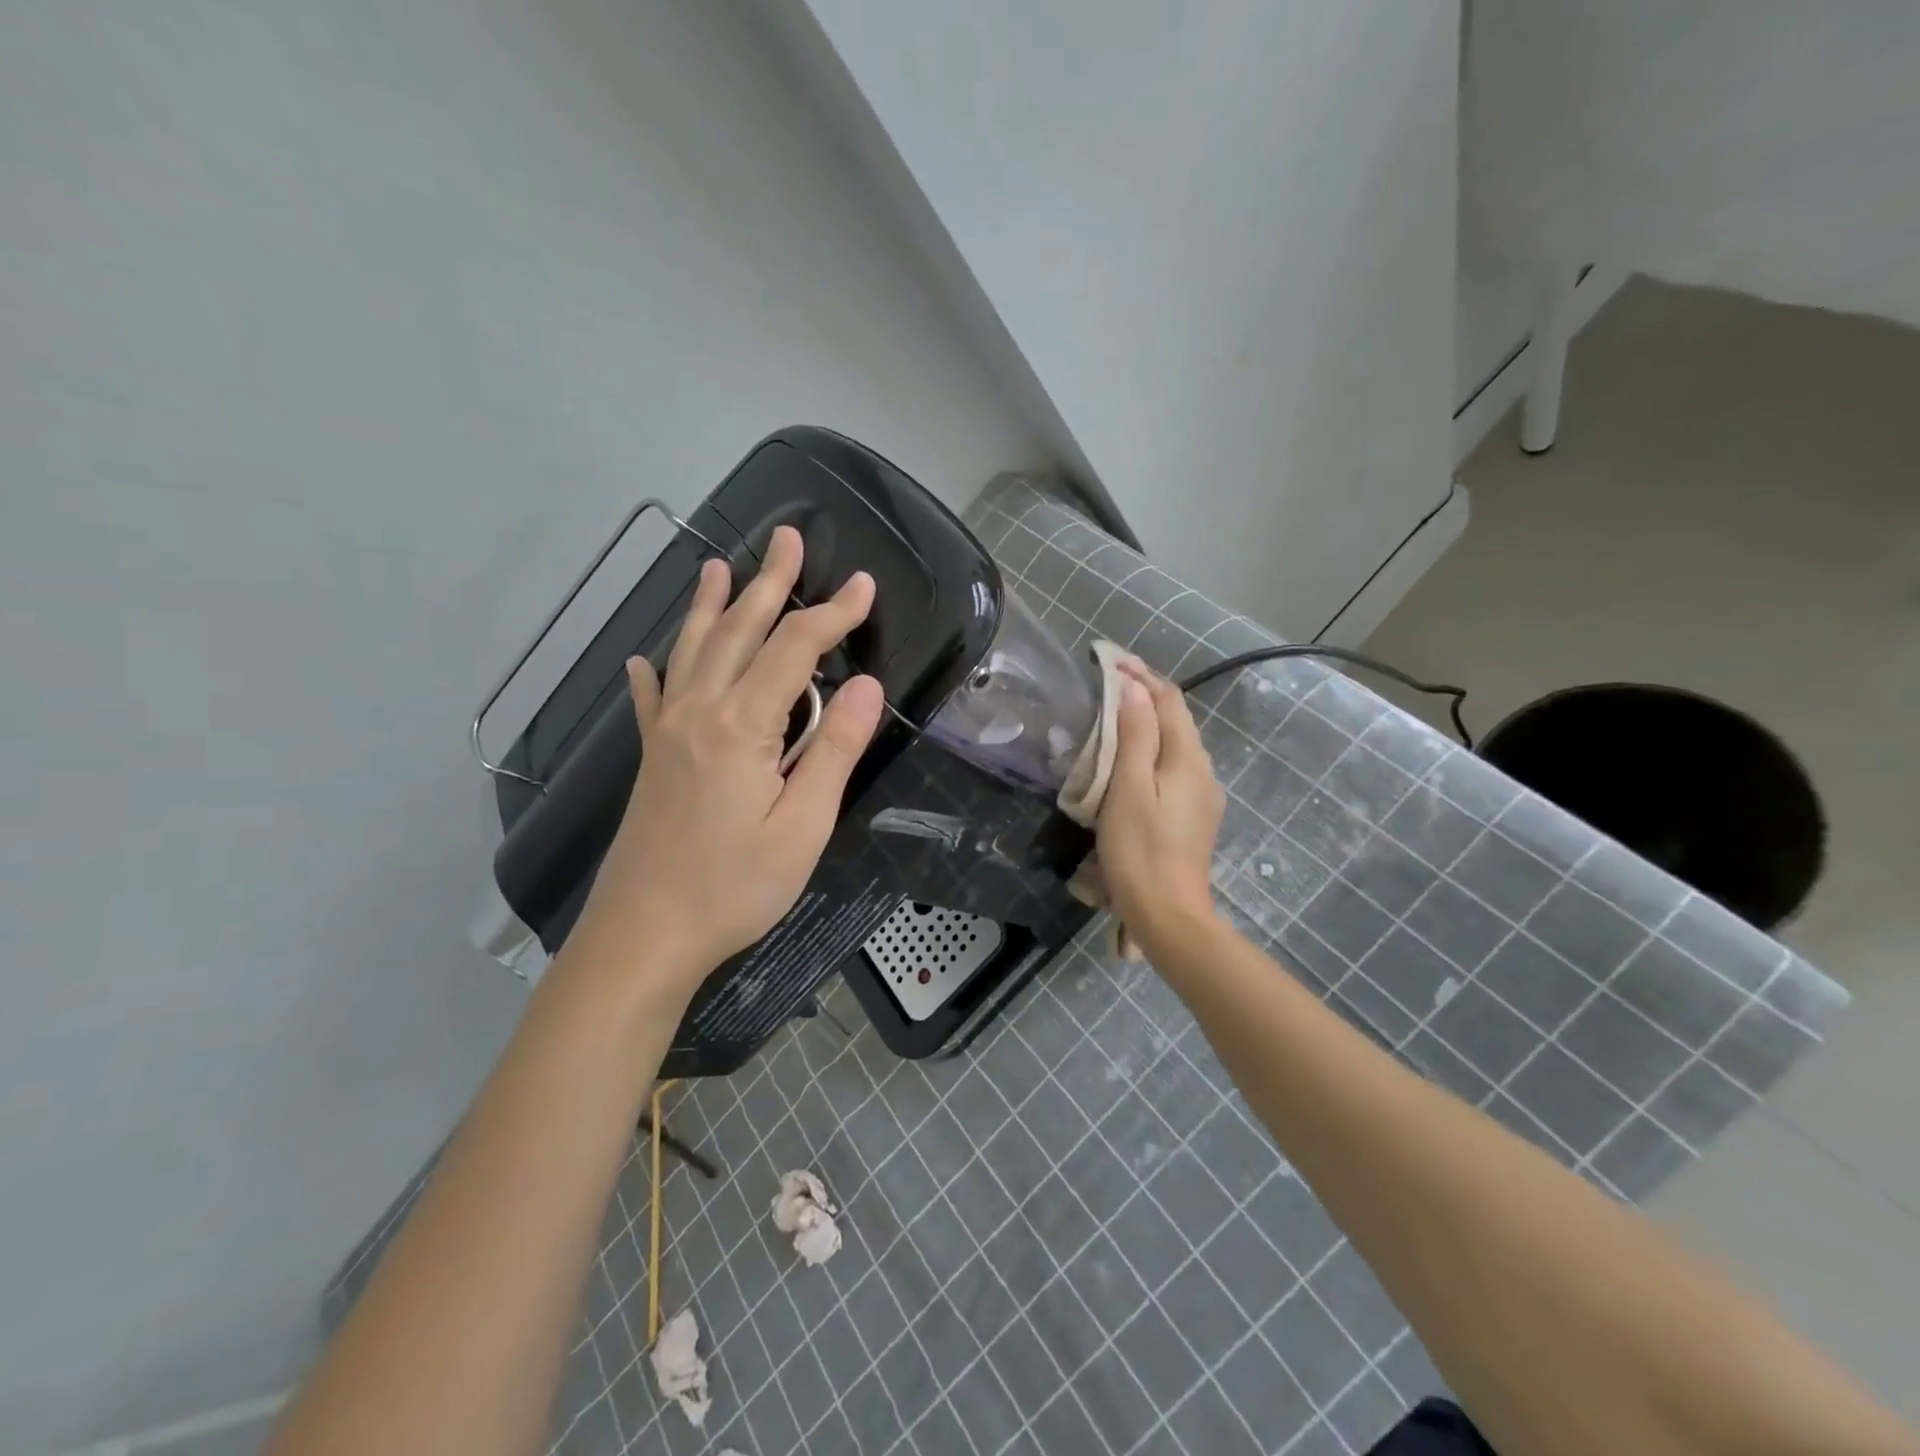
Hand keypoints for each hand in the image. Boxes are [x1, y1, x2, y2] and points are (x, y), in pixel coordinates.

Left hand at [576, 525, 884, 985]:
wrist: (644, 934)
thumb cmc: (733, 886)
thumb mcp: (804, 826)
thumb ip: (833, 750)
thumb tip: (864, 685)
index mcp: (742, 725)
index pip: (795, 649)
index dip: (833, 613)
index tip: (864, 585)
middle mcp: (700, 712)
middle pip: (739, 631)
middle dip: (769, 583)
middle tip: (787, 537)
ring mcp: (668, 732)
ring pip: (693, 651)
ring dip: (710, 605)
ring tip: (717, 564)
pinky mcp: (652, 758)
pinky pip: (650, 699)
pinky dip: (653, 671)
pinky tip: (643, 658)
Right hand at [1095, 658, 1225, 942]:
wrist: (1168, 914)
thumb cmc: (1140, 849)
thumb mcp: (1129, 787)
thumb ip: (1136, 735)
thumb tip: (1135, 688)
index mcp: (1189, 759)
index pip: (1169, 700)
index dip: (1142, 675)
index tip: (1109, 659)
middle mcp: (1204, 771)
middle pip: (1176, 720)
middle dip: (1145, 695)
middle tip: (1107, 682)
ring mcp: (1202, 796)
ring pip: (1175, 745)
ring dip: (1147, 723)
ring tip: (1113, 716)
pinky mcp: (1193, 817)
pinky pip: (1172, 769)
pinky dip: (1150, 751)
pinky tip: (1130, 761)